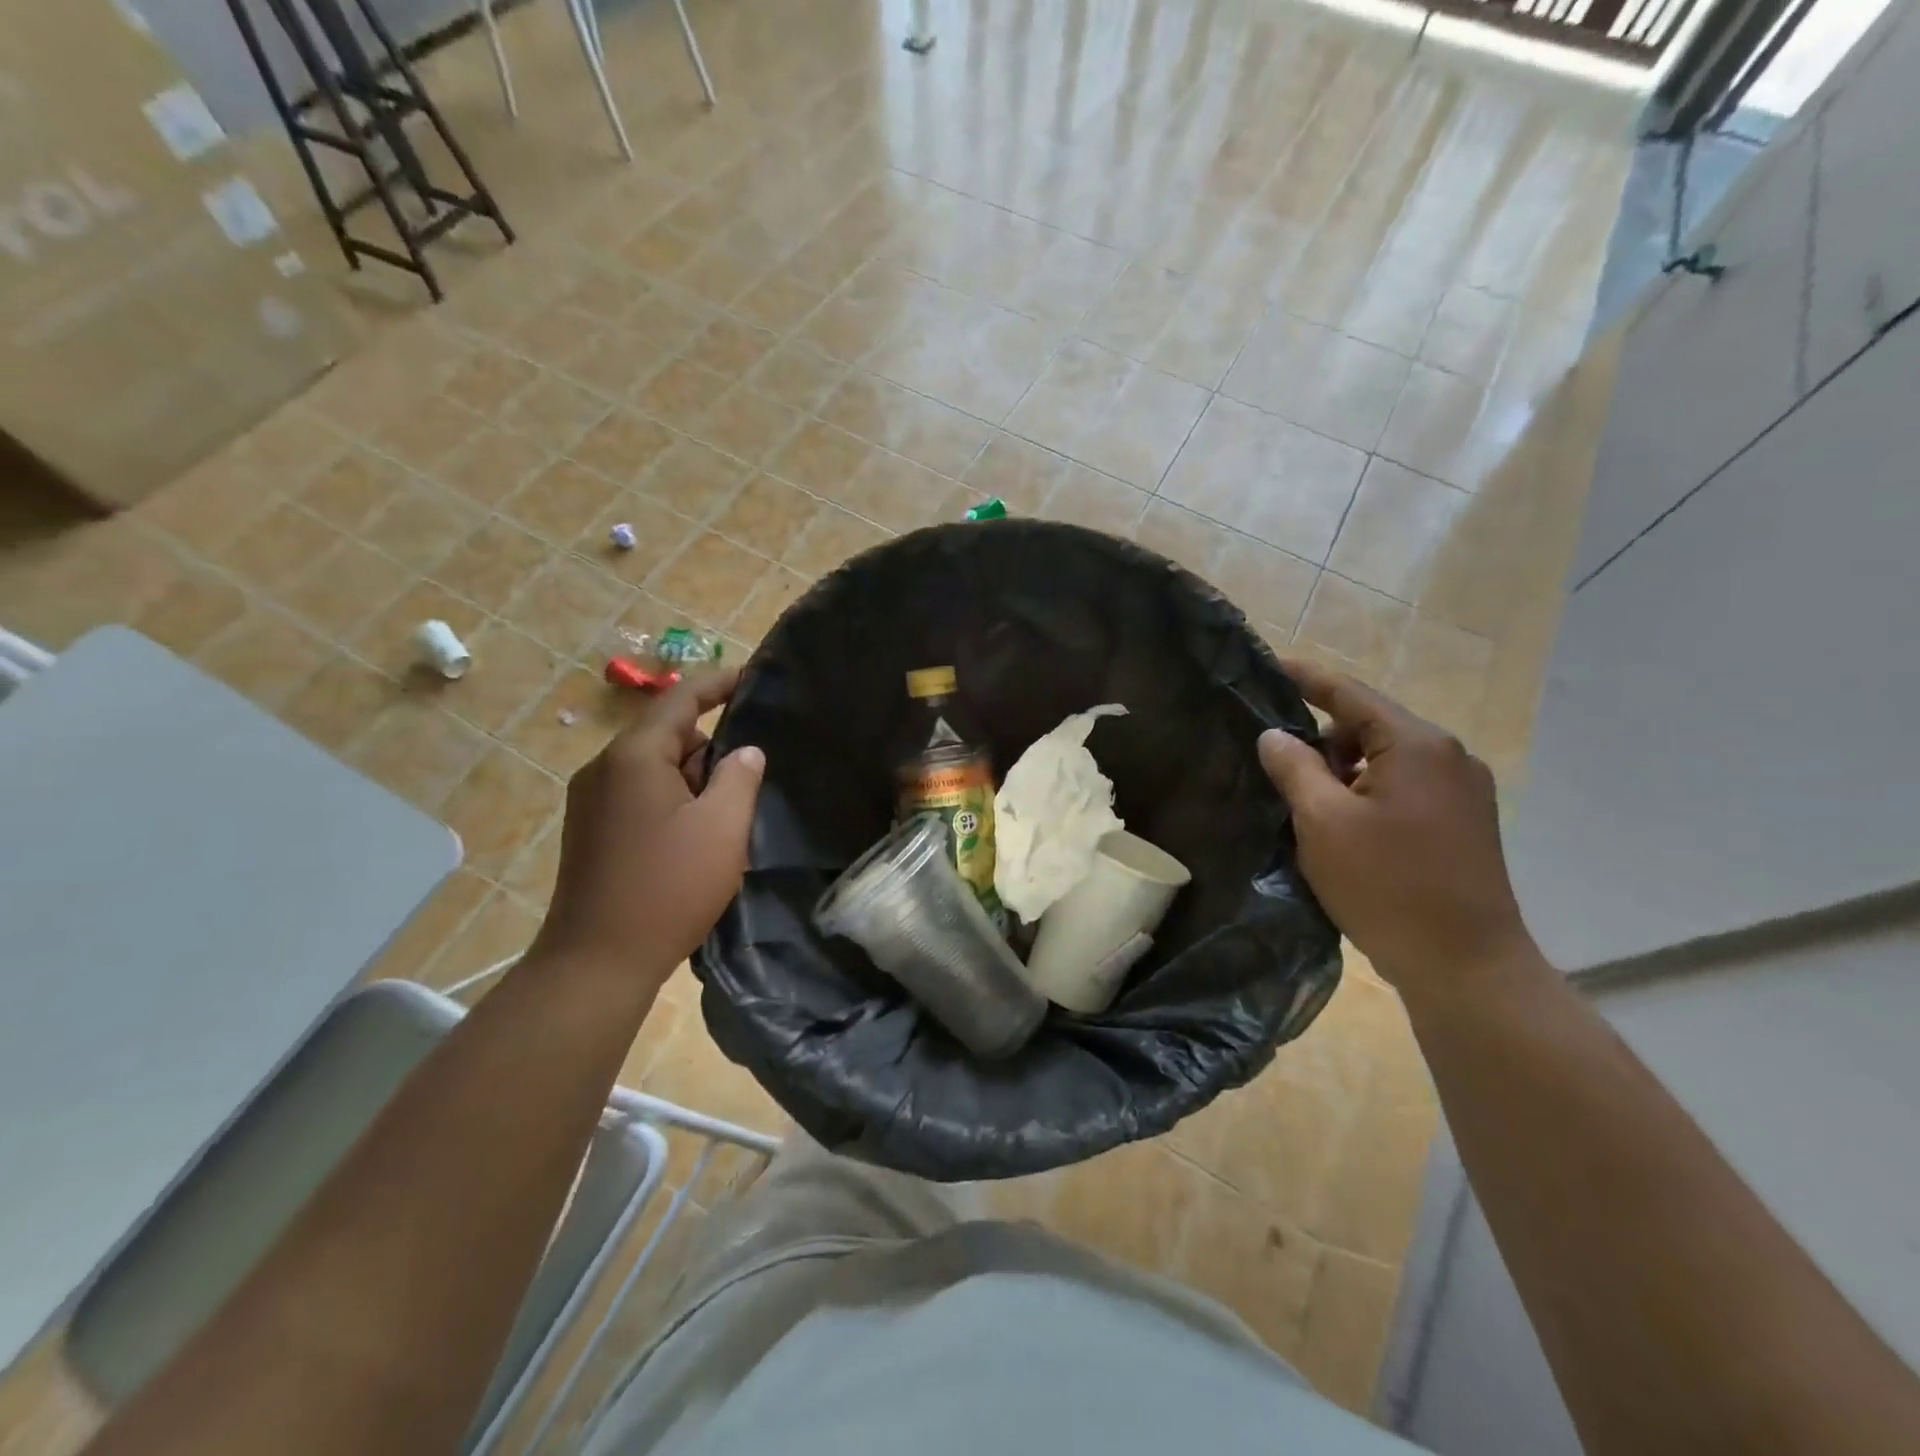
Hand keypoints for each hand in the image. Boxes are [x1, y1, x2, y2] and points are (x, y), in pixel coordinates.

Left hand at [530, 669, 763, 984]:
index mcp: (633, 756)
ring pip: (655, 768)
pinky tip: (697, 835)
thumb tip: (745, 751)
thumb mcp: (722, 828)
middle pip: (667, 734)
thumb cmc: (667, 887)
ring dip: (693, 778)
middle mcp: (604, 768)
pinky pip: (640, 795)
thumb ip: (740, 777)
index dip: (720, 683)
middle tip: (754, 769)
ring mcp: (591, 801)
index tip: (755, 679)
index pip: (681, 698)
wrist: (596, 962)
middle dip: (712, 745)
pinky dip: (673, 799)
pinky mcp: (591, 831)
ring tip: (730, 810)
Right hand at [1258, 658, 1538, 1001]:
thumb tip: (1275, 735)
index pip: (1350, 694)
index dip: (1307, 678)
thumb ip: (1294, 768)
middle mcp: (1448, 756)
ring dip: (1345, 772)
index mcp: (1416, 745)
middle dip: (1323, 741)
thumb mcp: (1323, 822)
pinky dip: (1368, 793)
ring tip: (1309, 808)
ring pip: (1386, 760)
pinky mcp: (1464, 822)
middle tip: (1280, 771)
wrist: (1465, 965)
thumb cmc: (1387, 886)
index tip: (1270, 665)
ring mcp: (1463, 790)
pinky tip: (1345, 829)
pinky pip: (1404, 787)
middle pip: (1371, 726)